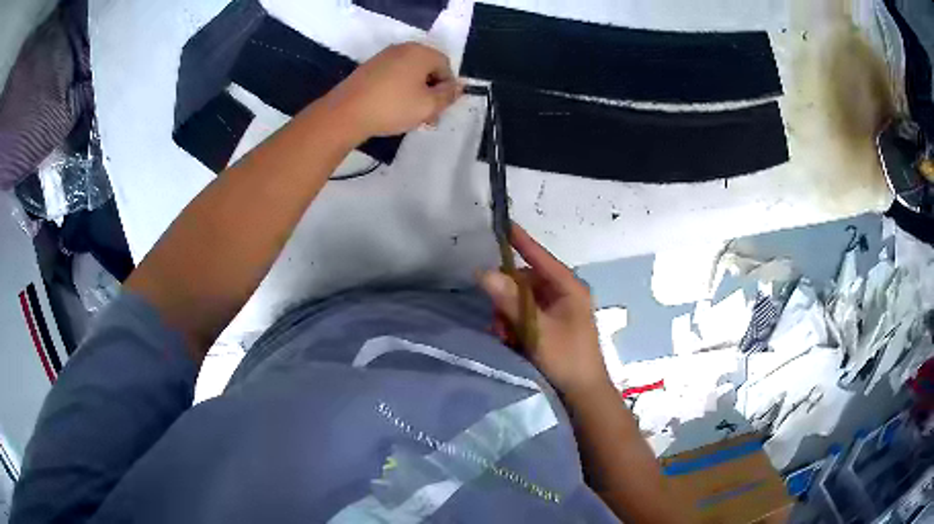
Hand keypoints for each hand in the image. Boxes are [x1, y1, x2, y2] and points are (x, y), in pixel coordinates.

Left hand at [325, 42, 461, 140]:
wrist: (346, 113)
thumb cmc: (393, 107)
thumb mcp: (428, 105)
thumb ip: (448, 95)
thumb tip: (460, 86)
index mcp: (420, 52)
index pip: (445, 66)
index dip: (447, 87)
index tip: (440, 108)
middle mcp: (403, 49)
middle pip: (427, 68)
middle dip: (431, 91)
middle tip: (428, 115)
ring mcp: (383, 57)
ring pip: (410, 74)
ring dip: (415, 93)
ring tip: (410, 116)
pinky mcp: (369, 69)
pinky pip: (393, 76)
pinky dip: (398, 90)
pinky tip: (393, 109)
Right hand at [479, 224, 611, 396]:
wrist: (583, 393)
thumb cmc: (566, 358)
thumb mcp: (536, 329)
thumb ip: (510, 301)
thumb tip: (483, 272)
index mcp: (569, 288)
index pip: (541, 257)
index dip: (521, 241)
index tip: (504, 224)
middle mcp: (564, 294)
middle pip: (525, 282)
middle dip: (507, 298)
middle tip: (498, 322)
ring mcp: (558, 311)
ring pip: (522, 300)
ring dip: (508, 316)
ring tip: (506, 337)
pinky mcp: (552, 326)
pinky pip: (526, 316)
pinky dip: (515, 326)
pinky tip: (511, 341)